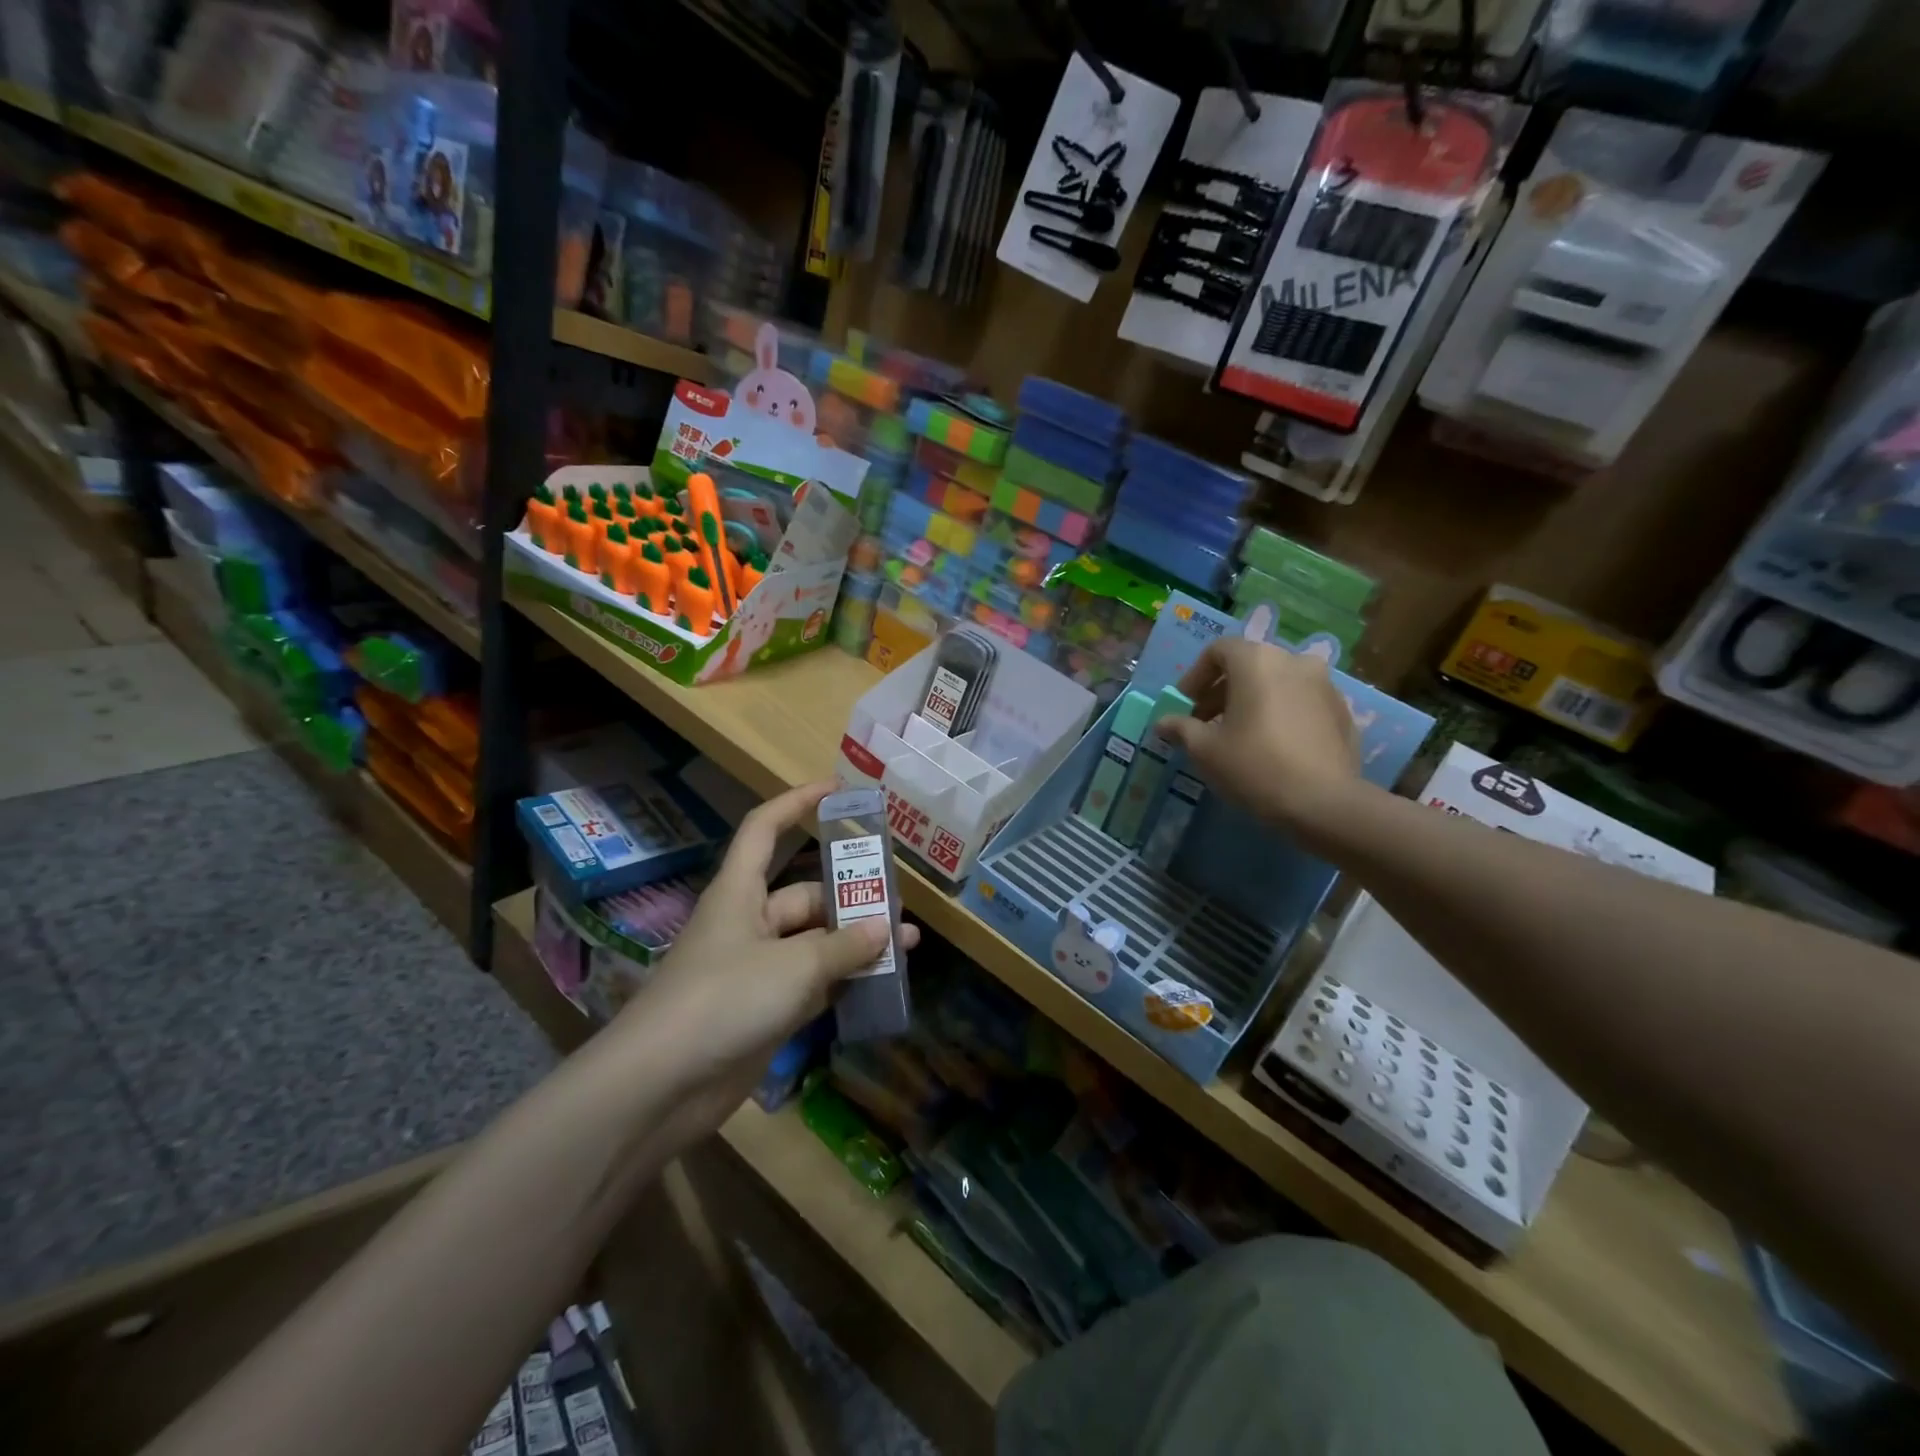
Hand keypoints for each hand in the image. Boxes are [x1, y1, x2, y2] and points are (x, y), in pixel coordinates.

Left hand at [612, 782, 919, 1142]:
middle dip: (852, 898)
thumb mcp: (793, 967)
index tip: (837, 791)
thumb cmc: (724, 999)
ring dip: (855, 944)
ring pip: (814, 943)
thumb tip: (886, 930)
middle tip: (899, 906)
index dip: (796, 803)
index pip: (765, 829)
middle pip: (806, 895)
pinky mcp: (763, 1010)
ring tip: (906, 945)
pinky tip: (880, 985)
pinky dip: (842, 982)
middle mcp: (748, 922)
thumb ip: (844, 947)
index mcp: (740, 892)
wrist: (660, 1086)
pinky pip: (812, 983)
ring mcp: (756, 969)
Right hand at [1155, 639, 1362, 833]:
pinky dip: (1281, 714)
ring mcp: (1325, 685)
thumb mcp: (1204, 749)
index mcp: (1257, 661)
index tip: (1185, 705)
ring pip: (1278, 683)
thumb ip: (1181, 728)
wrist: (1323, 803)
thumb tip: (1162, 723)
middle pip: (1249, 665)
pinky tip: (1272, 747)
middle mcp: (1294, 661)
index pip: (1218, 650)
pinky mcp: (1343, 712)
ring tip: (1239, 735)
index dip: (1195, 676)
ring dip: (1253, 701)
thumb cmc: (1253, 766)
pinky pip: (1301, 703)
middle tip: (1205, 722)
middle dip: (1222, 690)